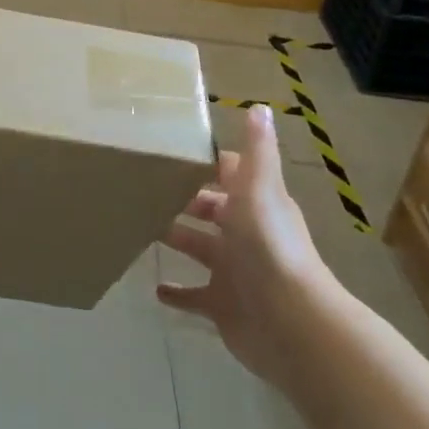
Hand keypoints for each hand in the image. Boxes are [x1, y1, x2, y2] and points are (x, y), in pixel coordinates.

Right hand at [158, 105, 338, 387]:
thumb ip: (257, 149)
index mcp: (255, 203)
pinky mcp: (222, 305)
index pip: (229, 174)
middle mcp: (245, 234)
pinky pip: (193, 297)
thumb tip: (260, 106)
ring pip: (198, 248)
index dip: (206, 162)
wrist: (289, 322)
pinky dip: (176, 293)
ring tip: (139, 224)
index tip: (171, 149)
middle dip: (183, 198)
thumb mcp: (260, 188)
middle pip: (210, 209)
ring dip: (175, 237)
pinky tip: (154, 287)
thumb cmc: (268, 245)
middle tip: (143, 185)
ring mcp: (233, 272)